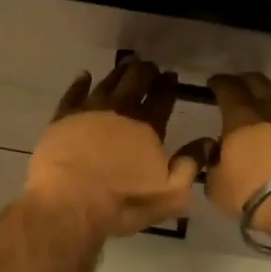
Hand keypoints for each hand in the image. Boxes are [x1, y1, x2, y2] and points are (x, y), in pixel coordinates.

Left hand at [25, 60, 210, 237]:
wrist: (67, 205)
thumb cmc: (122, 203)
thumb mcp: (169, 195)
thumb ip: (191, 166)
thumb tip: (208, 141)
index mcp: (147, 126)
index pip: (162, 97)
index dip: (168, 85)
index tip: (171, 75)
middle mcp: (119, 110)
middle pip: (135, 80)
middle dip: (146, 71)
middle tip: (150, 67)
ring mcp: (88, 111)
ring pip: (107, 82)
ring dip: (119, 73)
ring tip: (126, 67)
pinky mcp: (62, 118)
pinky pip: (73, 92)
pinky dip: (81, 82)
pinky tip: (84, 76)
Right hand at [205, 73, 270, 248]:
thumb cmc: (252, 193)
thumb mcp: (217, 185)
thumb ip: (213, 164)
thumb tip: (217, 153)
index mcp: (239, 116)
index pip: (226, 88)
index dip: (219, 83)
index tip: (213, 84)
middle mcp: (269, 107)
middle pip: (256, 81)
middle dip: (243, 82)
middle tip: (236, 87)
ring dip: (270, 92)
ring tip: (265, 100)